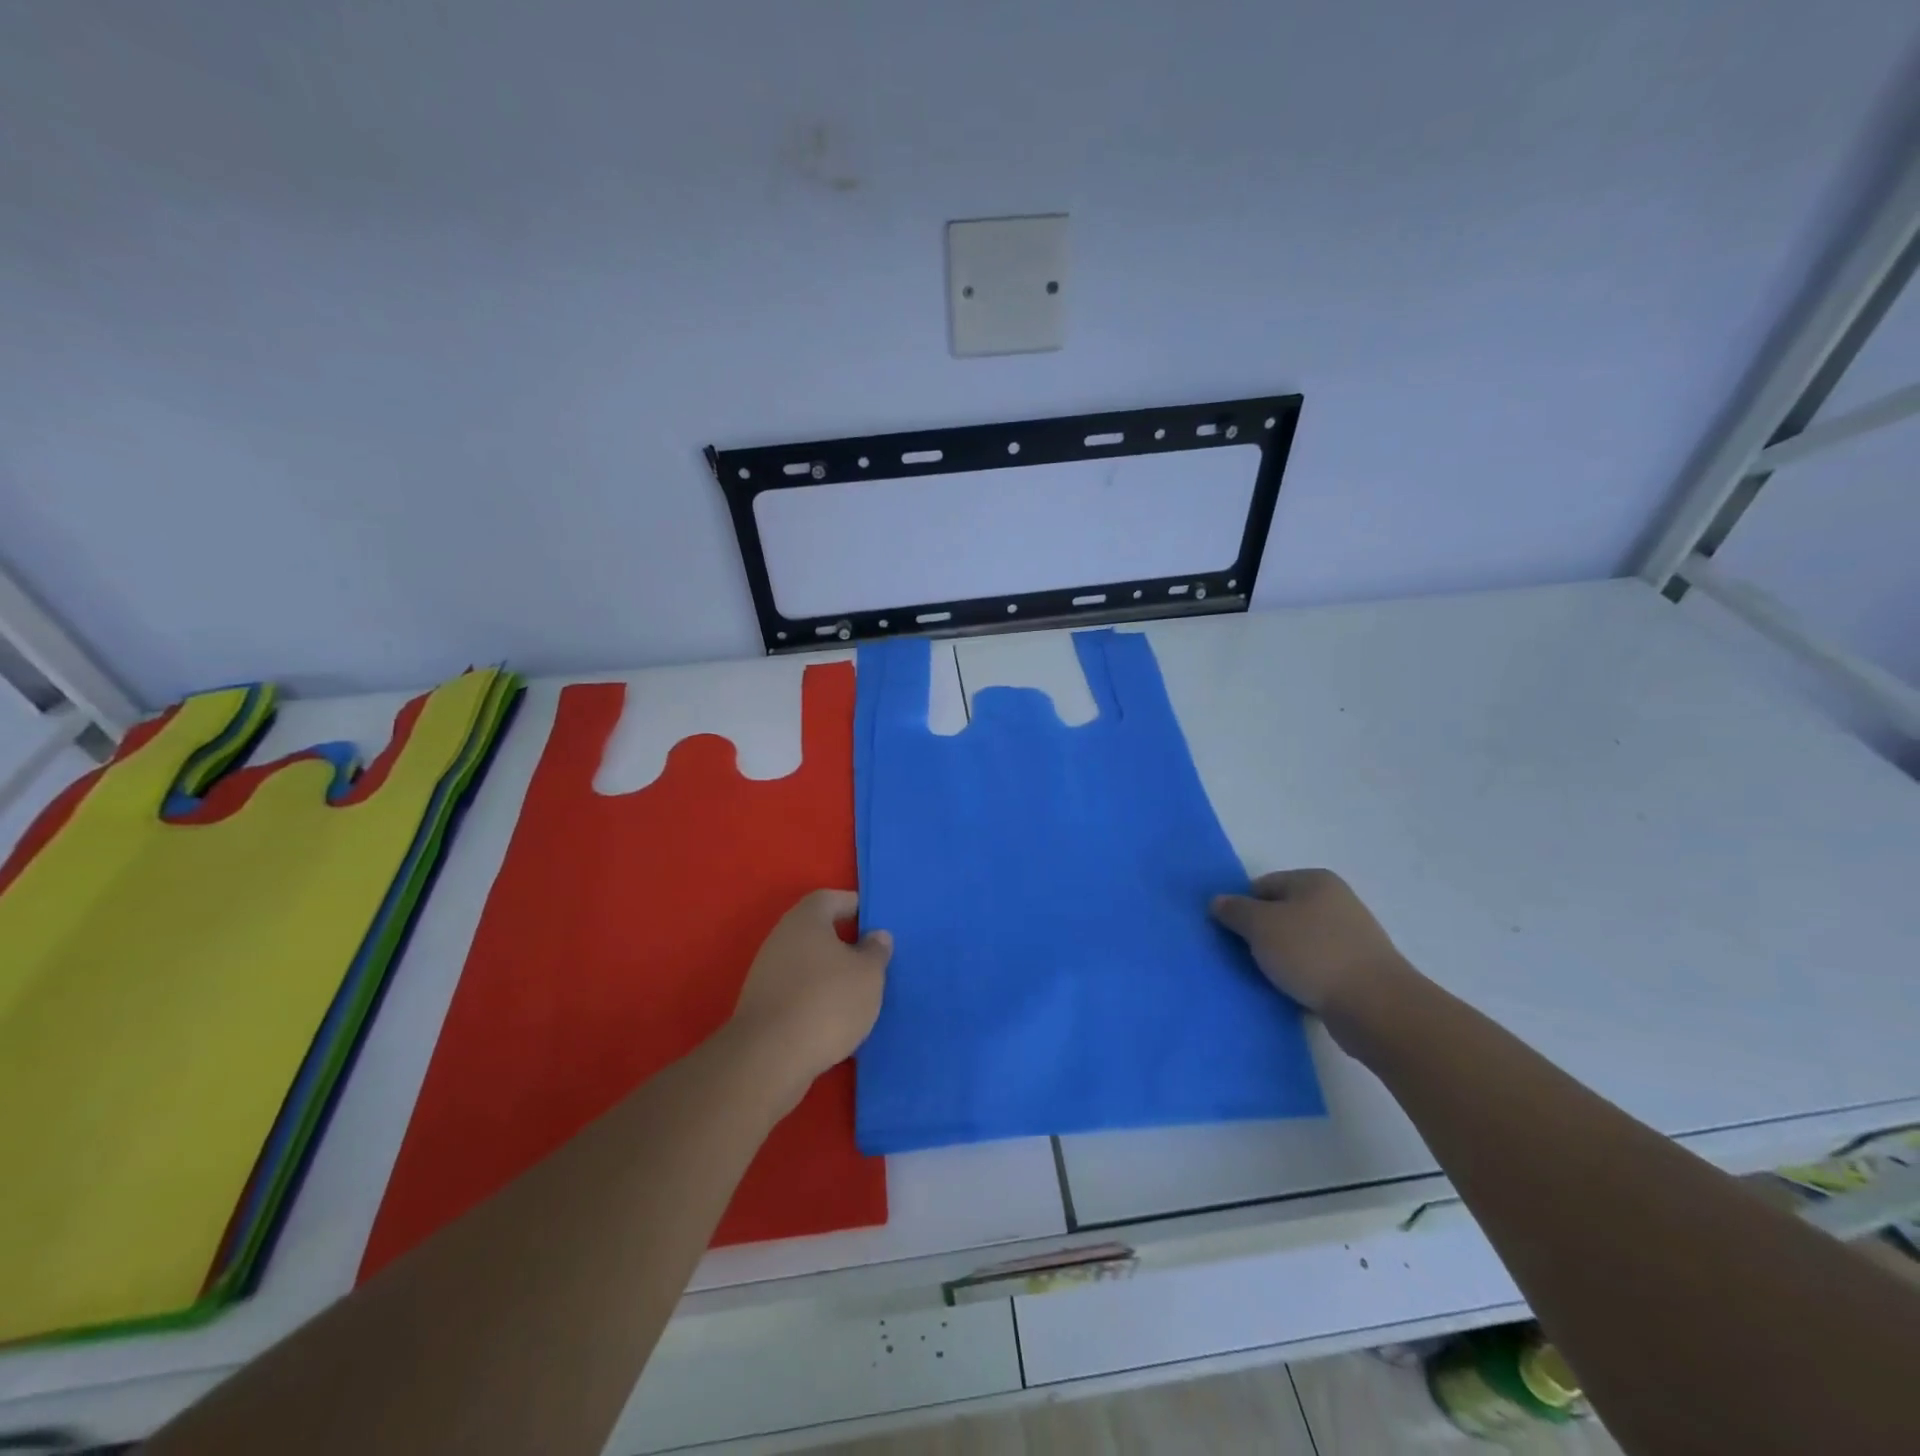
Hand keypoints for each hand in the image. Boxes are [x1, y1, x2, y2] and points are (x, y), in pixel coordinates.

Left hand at [731, 890, 891, 1095]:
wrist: (769, 1059)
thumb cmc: (827, 1002)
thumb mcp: (868, 974)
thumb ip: (875, 950)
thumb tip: (875, 935)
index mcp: (806, 919)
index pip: (832, 898)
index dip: (856, 907)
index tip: (877, 924)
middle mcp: (781, 938)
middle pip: (818, 931)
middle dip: (845, 943)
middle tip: (873, 960)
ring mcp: (767, 972)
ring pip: (807, 963)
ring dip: (830, 974)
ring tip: (859, 994)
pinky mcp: (762, 1006)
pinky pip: (797, 991)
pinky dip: (816, 999)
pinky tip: (834, 1019)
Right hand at [1211, 869, 1408, 1015]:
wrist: (1375, 1006)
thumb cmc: (1313, 953)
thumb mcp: (1261, 926)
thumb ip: (1235, 910)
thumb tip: (1218, 901)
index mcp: (1314, 881)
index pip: (1262, 886)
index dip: (1242, 907)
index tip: (1232, 934)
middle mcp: (1335, 901)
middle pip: (1281, 912)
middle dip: (1260, 934)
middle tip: (1244, 957)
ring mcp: (1350, 936)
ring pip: (1298, 941)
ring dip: (1280, 957)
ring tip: (1267, 977)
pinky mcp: (1357, 969)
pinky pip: (1316, 966)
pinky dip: (1301, 975)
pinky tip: (1292, 991)